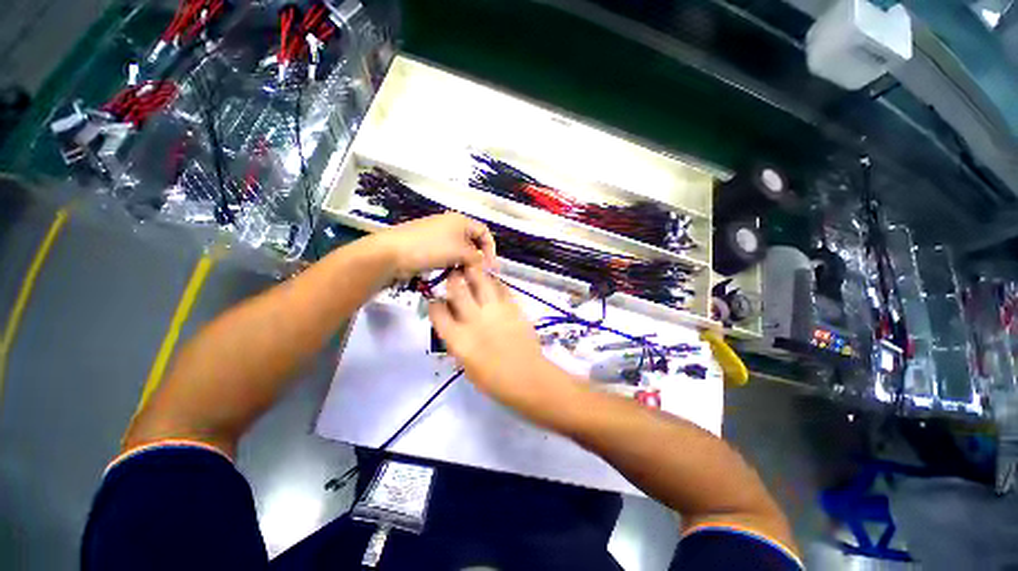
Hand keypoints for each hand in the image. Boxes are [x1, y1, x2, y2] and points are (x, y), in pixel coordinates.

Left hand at [372, 213, 495, 279]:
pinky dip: (453, 266)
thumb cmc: (431, 248)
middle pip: (473, 243)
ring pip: (460, 252)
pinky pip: (448, 256)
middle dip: (478, 259)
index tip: (490, 267)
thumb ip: (477, 259)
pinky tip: (452, 276)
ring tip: (466, 277)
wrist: (393, 253)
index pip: (484, 233)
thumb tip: (485, 266)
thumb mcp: (460, 252)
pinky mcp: (430, 248)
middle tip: (479, 275)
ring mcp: (439, 237)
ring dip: (465, 264)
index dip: (490, 249)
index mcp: (461, 221)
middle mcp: (451, 226)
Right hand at [429, 266, 577, 423]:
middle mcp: (473, 319)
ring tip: (472, 269)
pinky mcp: (512, 307)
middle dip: (452, 279)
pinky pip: (502, 287)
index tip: (437, 302)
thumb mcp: (465, 365)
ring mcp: (494, 310)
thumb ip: (457, 342)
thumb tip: (454, 325)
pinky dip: (495, 282)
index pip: (437, 312)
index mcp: (458, 338)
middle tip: (454, 275)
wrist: (527, 377)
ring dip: (474, 273)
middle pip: (457, 289)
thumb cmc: (493, 380)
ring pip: (481, 281)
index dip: (435, 304)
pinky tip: (493, 283)